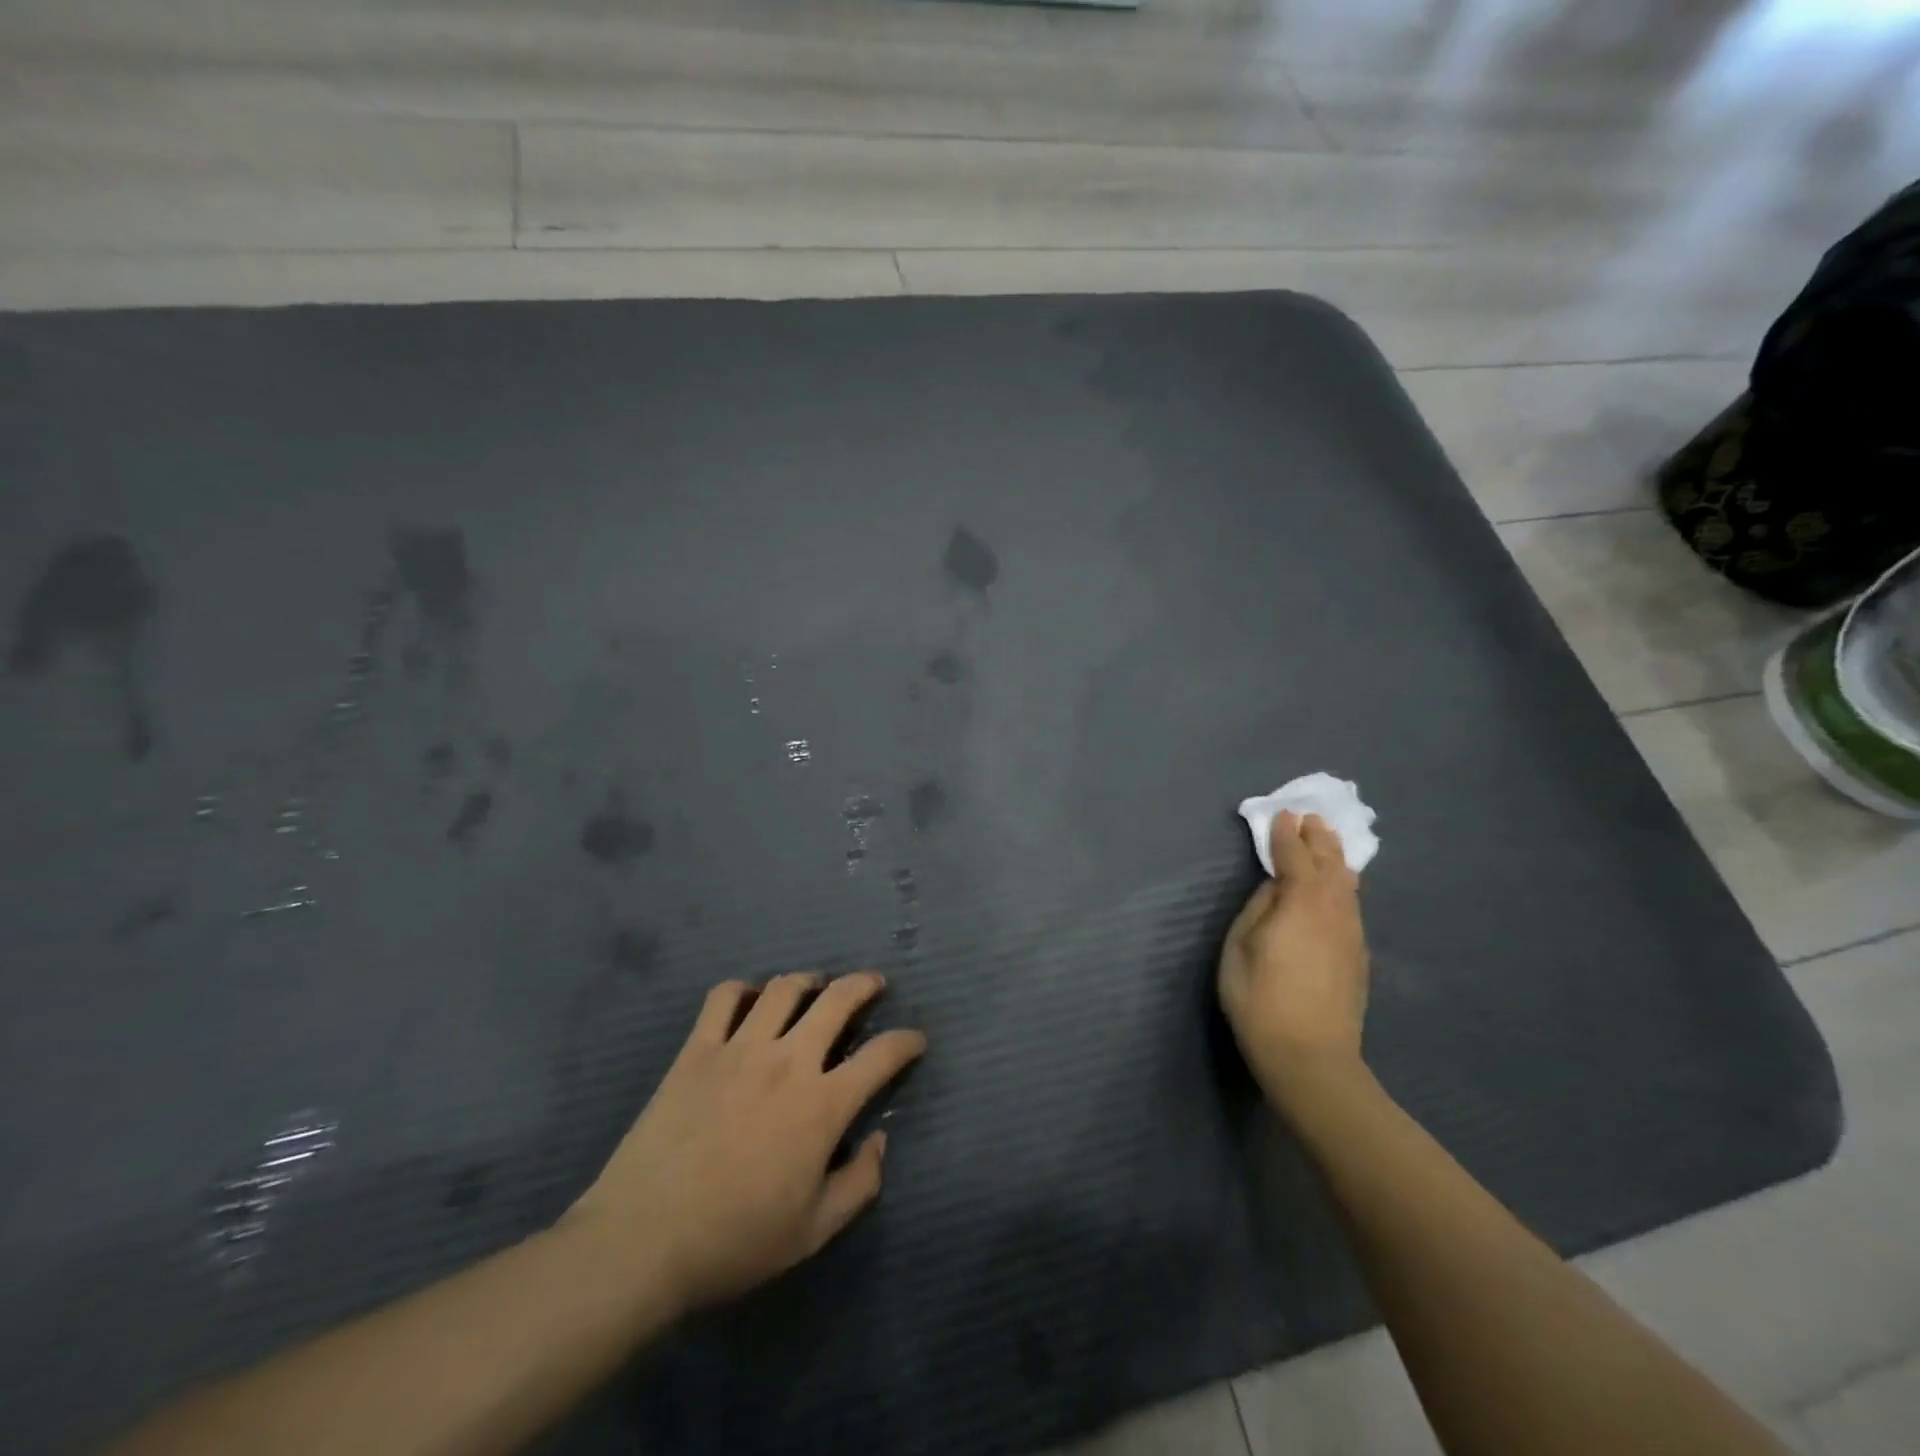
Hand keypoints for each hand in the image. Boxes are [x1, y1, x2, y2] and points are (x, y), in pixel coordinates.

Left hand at [566, 971, 925, 1314]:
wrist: (643, 1241)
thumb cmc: (735, 1242)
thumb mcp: (814, 1231)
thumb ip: (860, 1183)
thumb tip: (879, 1140)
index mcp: (822, 1104)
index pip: (882, 1056)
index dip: (906, 1041)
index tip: (915, 1040)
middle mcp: (788, 1061)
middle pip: (837, 999)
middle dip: (865, 984)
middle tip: (874, 984)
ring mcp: (739, 1049)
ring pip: (784, 989)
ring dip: (808, 980)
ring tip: (815, 987)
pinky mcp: (697, 1050)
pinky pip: (723, 998)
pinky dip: (742, 990)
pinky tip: (749, 1000)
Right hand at [1217, 812, 1370, 1106]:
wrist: (1310, 1057)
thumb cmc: (1260, 998)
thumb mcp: (1240, 946)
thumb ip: (1259, 907)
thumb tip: (1275, 886)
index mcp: (1301, 901)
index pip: (1294, 856)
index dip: (1286, 834)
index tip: (1282, 815)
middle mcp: (1334, 910)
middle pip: (1330, 864)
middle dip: (1319, 839)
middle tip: (1311, 819)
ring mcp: (1351, 934)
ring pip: (1348, 885)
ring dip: (1336, 859)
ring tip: (1328, 844)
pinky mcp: (1358, 956)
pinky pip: (1352, 906)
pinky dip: (1344, 886)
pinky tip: (1341, 888)